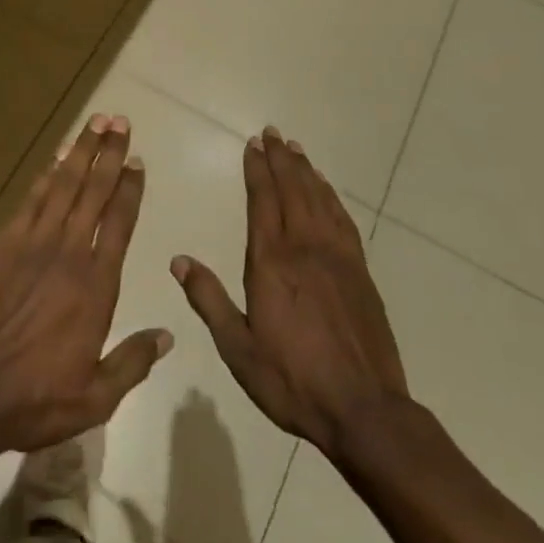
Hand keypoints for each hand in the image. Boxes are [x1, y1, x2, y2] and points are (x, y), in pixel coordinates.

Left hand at [0, 114, 172, 464]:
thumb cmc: (35, 399)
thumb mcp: (96, 398)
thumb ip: (133, 362)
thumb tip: (168, 335)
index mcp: (96, 285)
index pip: (119, 223)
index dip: (130, 189)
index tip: (138, 161)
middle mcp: (68, 253)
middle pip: (94, 192)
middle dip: (109, 154)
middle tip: (120, 122)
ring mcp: (32, 244)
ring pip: (62, 186)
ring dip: (80, 153)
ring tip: (94, 124)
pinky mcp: (1, 245)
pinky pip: (30, 201)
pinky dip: (44, 177)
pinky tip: (54, 160)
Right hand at [173, 126, 409, 461]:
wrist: (364, 409)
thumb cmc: (293, 380)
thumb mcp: (238, 348)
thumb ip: (208, 300)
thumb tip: (179, 260)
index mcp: (271, 262)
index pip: (262, 201)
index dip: (256, 170)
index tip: (252, 145)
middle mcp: (304, 247)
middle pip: (292, 190)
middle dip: (280, 159)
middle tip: (273, 133)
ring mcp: (336, 257)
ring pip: (318, 199)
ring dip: (305, 171)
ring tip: (296, 149)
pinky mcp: (360, 271)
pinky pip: (342, 220)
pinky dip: (331, 197)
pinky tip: (326, 189)